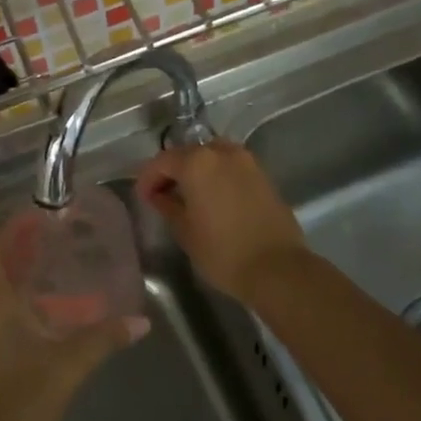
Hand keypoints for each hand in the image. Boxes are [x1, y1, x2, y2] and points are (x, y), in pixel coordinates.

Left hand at [0, 218, 148, 420]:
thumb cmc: (17, 407)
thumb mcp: (66, 369)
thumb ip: (102, 340)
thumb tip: (140, 321)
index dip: (12, 228)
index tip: (40, 219)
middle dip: (11, 251)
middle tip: (48, 247)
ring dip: (3, 279)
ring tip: (42, 278)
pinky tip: (28, 320)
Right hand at [137, 140, 307, 305]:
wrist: (277, 268)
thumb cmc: (223, 252)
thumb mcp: (185, 231)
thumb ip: (167, 205)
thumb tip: (159, 195)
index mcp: (197, 162)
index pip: (162, 161)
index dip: (148, 178)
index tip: (143, 198)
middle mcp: (221, 152)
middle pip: (187, 153)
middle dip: (171, 171)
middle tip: (162, 195)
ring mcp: (246, 161)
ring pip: (211, 156)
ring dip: (196, 171)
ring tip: (189, 195)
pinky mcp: (263, 175)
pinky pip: (230, 167)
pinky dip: (217, 176)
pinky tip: (213, 198)